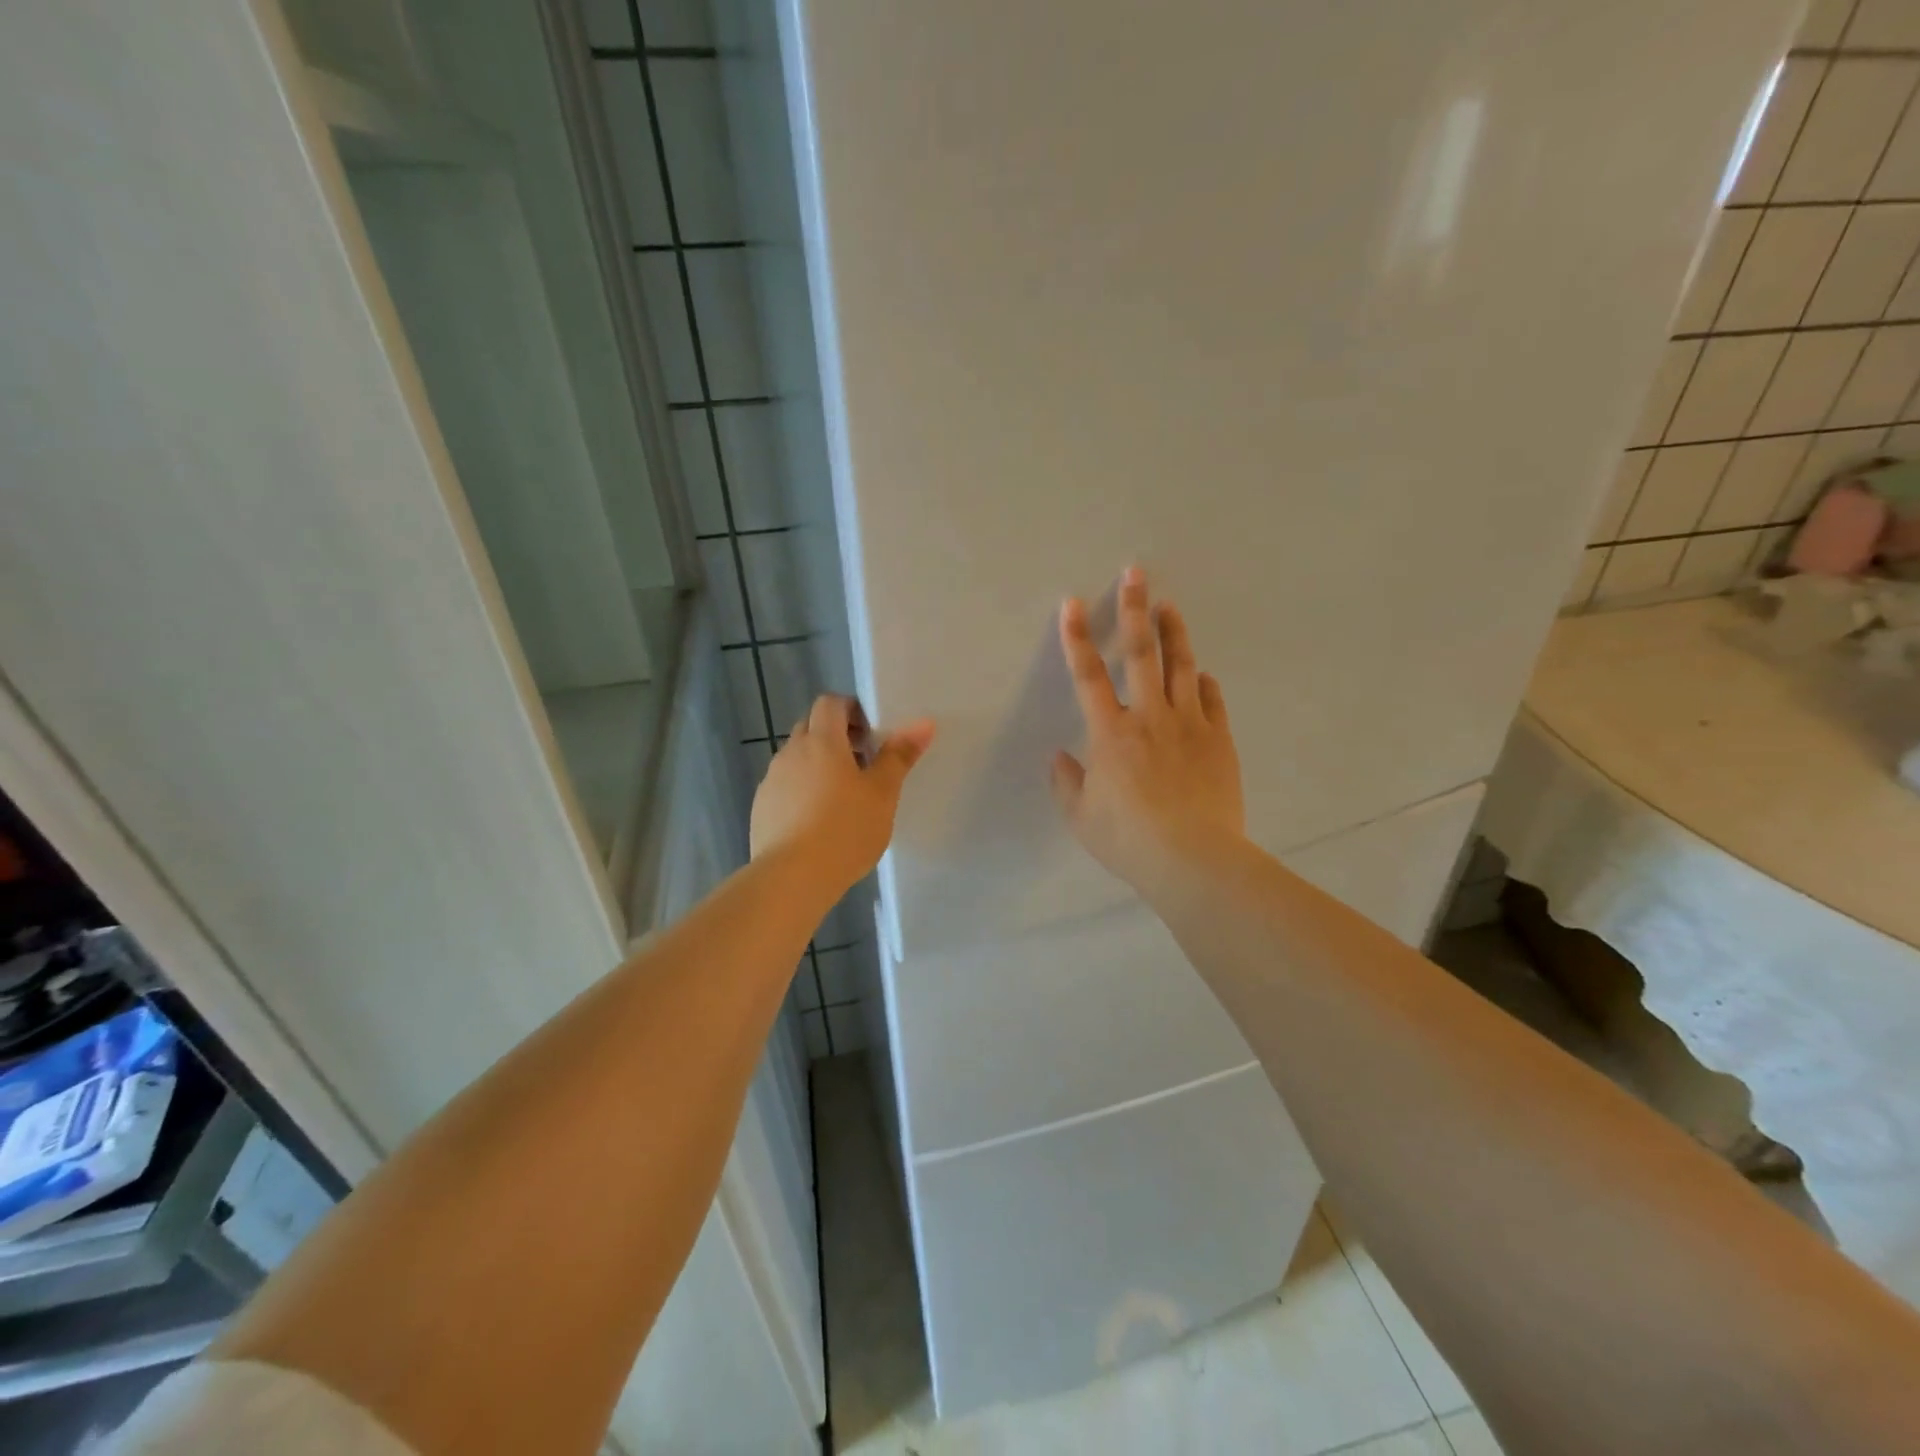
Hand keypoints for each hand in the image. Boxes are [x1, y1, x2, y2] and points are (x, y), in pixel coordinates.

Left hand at [751, 695, 934, 894]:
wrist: (792, 878)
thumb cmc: (846, 829)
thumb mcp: (883, 793)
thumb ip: (900, 755)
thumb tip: (923, 723)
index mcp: (821, 741)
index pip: (830, 703)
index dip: (851, 710)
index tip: (871, 735)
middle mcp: (791, 752)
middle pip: (811, 727)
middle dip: (836, 737)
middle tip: (863, 764)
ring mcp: (771, 781)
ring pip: (797, 758)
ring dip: (818, 765)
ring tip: (842, 798)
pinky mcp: (761, 808)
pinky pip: (785, 786)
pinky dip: (802, 791)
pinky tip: (818, 822)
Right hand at [1052, 566, 1245, 892]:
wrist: (1194, 859)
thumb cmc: (1129, 840)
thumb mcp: (1081, 817)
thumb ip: (1066, 783)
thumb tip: (1060, 758)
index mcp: (1110, 733)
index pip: (1088, 675)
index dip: (1077, 637)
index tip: (1071, 604)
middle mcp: (1149, 717)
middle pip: (1141, 653)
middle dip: (1135, 609)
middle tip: (1136, 573)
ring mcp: (1189, 725)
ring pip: (1181, 667)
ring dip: (1174, 633)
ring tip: (1169, 606)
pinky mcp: (1218, 740)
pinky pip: (1211, 701)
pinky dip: (1203, 683)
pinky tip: (1200, 675)